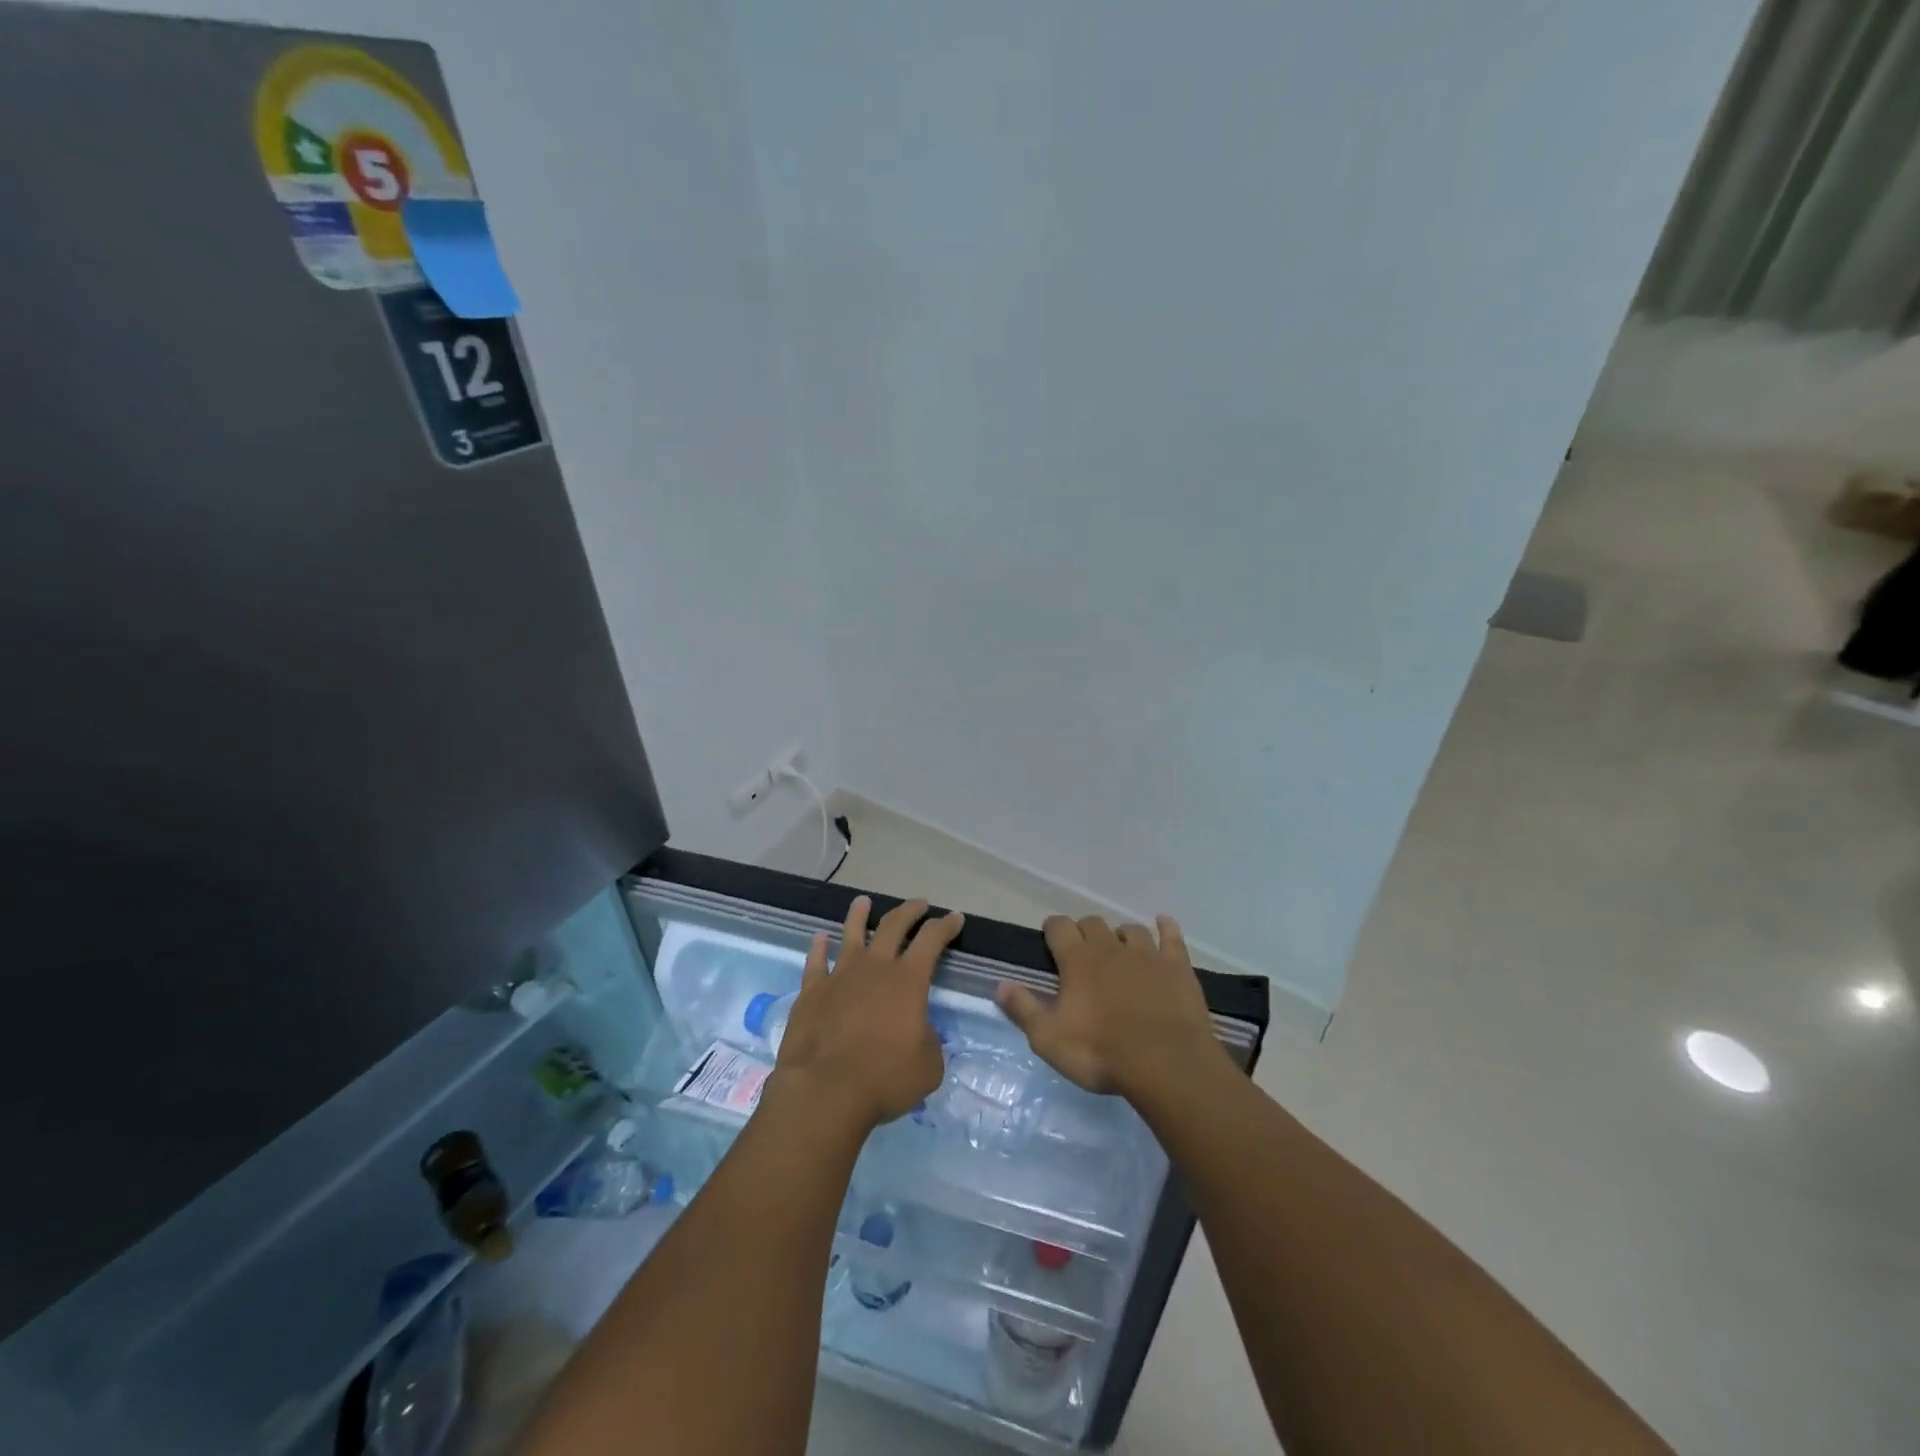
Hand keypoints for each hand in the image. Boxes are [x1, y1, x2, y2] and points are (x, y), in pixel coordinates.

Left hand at [773, 895, 962, 1130]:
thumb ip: (928, 1041)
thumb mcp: (928, 1066)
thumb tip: (919, 1031)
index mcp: (908, 980)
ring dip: (859, 915)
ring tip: (863, 901)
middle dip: (910, 911)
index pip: (932, 940)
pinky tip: (820, 938)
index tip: (955, 918)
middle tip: (919, 904)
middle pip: (893, 926)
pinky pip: (816, 962)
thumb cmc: (884, 1078)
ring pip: (851, 934)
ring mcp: (840, 976)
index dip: (946, 926)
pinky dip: (818, 948)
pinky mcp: (812, 992)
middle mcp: (875, 968)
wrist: (825, 1090)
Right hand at [996, 915, 1223, 1099]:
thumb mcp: (1049, 1039)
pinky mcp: (1177, 966)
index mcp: (1077, 960)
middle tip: (1082, 954)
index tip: (1050, 940)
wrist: (1166, 1064)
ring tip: (1119, 950)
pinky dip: (1166, 928)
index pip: (1059, 927)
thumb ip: (1024, 1009)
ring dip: (1121, 936)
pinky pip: (1171, 937)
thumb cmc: (1101, 1053)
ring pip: (1130, 929)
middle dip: (1085, 932)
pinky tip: (1163, 925)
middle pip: (1093, 923)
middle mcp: (1110, 947)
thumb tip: (1001, 985)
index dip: (1053, 929)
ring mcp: (1147, 954)